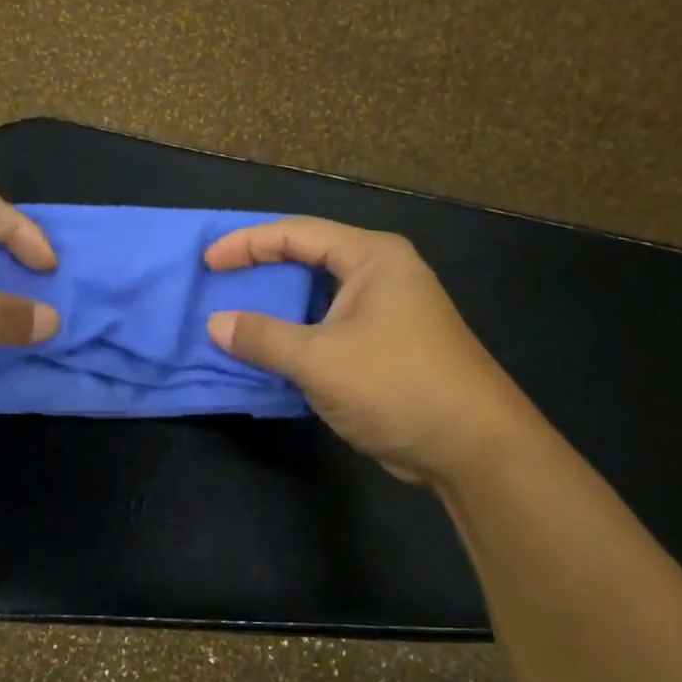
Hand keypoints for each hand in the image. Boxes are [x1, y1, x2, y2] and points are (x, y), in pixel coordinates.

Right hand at [203, 218, 528, 483]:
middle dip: (262, 271)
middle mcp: (382, 275)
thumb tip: (216, 324)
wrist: (472, 447)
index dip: (248, 244)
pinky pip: (329, 329)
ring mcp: (387, 312)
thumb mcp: (319, 359)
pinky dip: (297, 336)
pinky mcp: (386, 347)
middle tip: (218, 284)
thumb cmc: (396, 385)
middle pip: (309, 259)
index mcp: (372, 258)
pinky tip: (270, 352)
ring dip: (278, 309)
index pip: (297, 234)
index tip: (209, 262)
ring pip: (318, 298)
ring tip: (235, 318)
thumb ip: (263, 338)